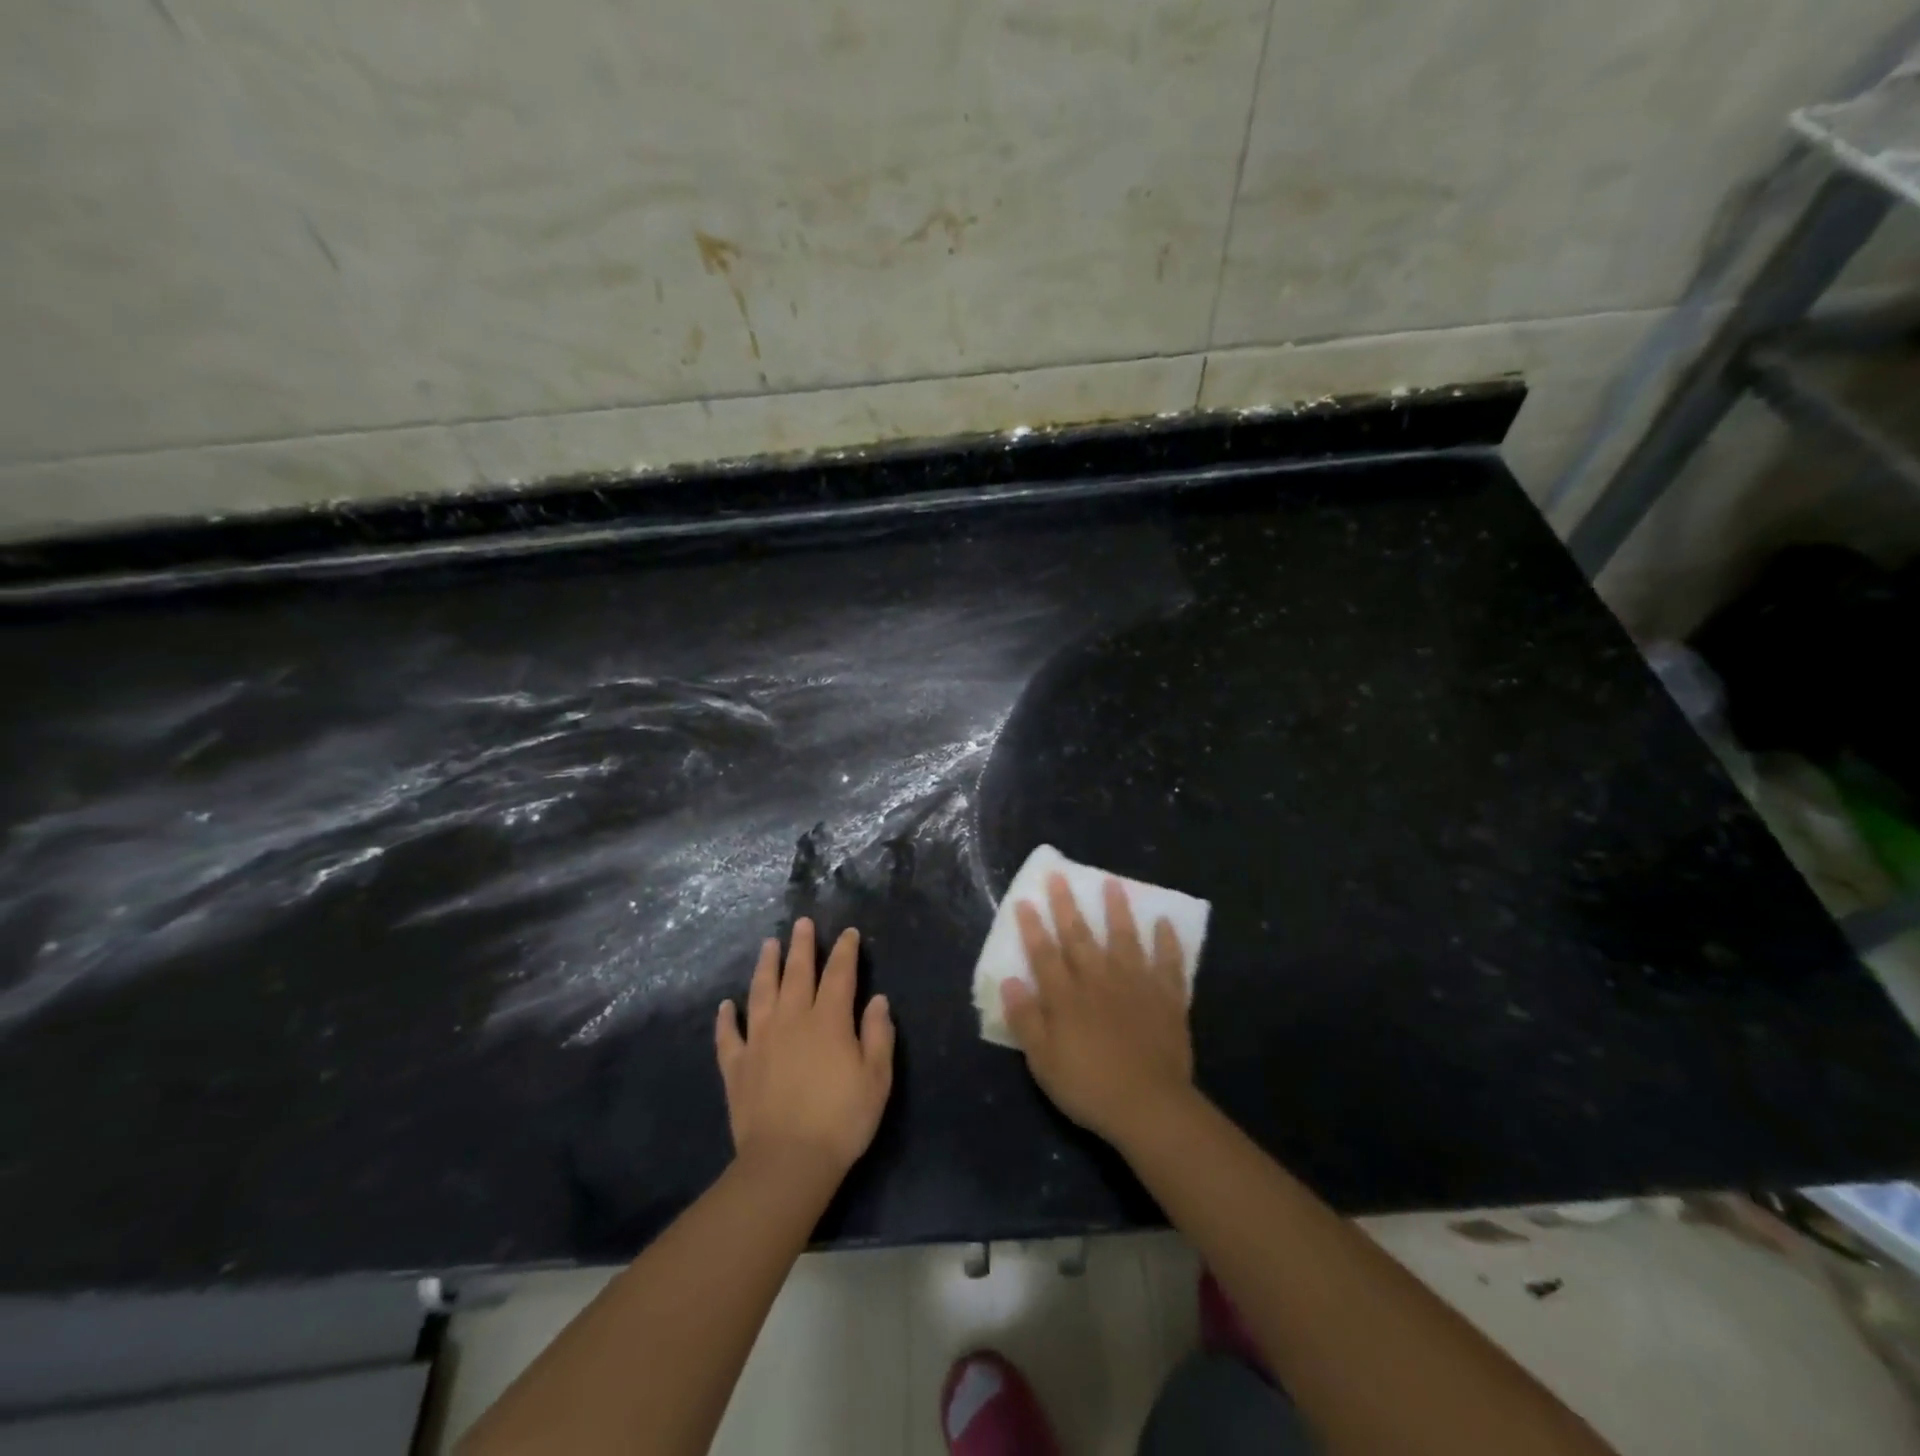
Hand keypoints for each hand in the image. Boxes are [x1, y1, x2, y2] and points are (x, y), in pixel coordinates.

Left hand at [715, 920, 894, 1185]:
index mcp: (829, 1021)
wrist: (787, 1162)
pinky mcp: (737, 1066)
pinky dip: (726, 1018)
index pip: (839, 975)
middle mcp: (792, 1020)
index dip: (845, 951)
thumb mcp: (877, 1079)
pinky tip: (725, 1006)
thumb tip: (878, 999)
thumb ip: (878, 1035)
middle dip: (802, 946)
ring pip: (761, 993)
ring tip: (768, 944)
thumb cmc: (841, 1120)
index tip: (848, 933)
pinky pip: (728, 1035)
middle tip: (802, 923)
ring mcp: (760, 1041)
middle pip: (797, 973)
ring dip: (765, 966)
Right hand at [1003, 875, 1193, 1145]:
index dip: (1032, 927)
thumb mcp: (1043, 1061)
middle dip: (1067, 905)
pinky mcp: (1167, 997)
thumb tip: (1010, 981)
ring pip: (1124, 938)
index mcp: (1066, 997)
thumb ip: (1026, 1019)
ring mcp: (1136, 984)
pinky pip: (1168, 962)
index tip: (1025, 900)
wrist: (1149, 1106)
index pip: (1044, 954)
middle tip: (1059, 875)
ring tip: (1113, 883)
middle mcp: (1099, 980)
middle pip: (1079, 936)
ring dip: (1117, 909)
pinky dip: (1167, 941)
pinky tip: (1164, 922)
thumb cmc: (1089, 1086)